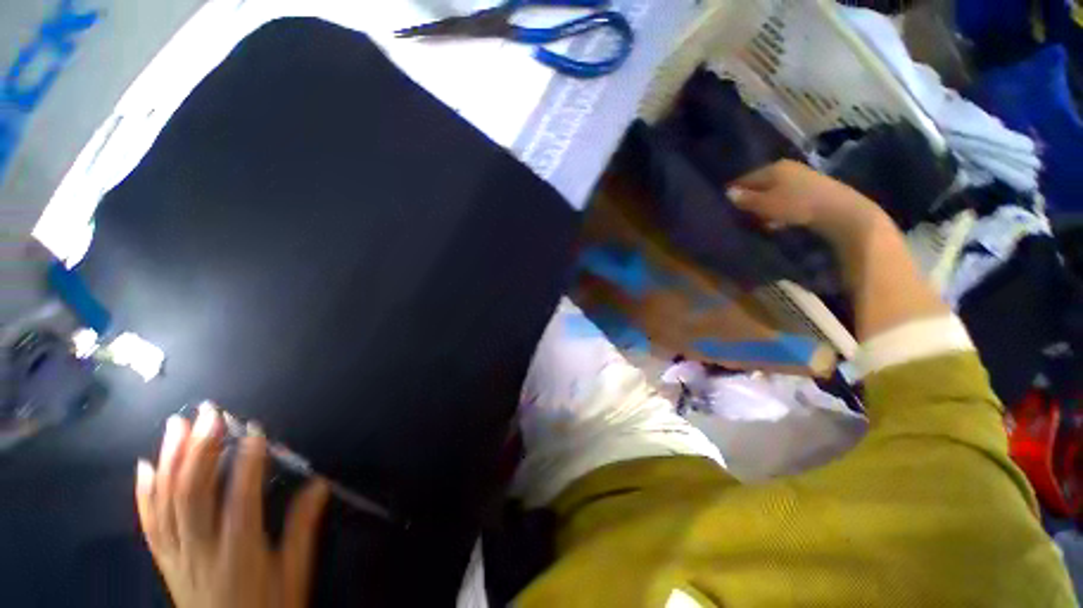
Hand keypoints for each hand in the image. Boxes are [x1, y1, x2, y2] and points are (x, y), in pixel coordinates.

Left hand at [135, 404, 329, 607]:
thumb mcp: (294, 575)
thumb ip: (302, 529)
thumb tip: (319, 484)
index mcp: (238, 554)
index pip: (239, 500)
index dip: (246, 462)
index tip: (254, 430)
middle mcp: (200, 551)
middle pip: (192, 495)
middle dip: (200, 449)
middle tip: (209, 413)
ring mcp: (176, 556)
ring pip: (166, 503)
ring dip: (170, 460)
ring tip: (176, 425)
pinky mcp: (165, 561)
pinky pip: (149, 524)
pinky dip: (144, 493)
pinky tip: (145, 466)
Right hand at [726, 160, 887, 244]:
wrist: (841, 212)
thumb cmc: (797, 205)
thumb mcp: (765, 204)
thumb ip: (745, 199)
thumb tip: (728, 193)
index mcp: (773, 168)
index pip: (745, 178)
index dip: (734, 191)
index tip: (724, 205)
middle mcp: (786, 168)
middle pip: (760, 184)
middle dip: (750, 199)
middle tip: (740, 216)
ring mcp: (801, 177)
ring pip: (773, 192)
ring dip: (764, 206)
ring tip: (759, 221)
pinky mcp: (813, 189)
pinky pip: (787, 197)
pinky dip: (779, 208)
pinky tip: (778, 221)